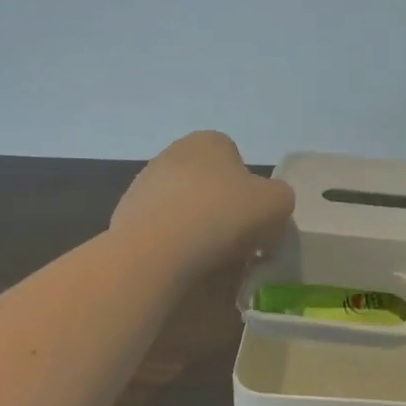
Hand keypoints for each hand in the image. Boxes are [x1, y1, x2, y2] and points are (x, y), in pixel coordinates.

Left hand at [112, 131, 295, 279]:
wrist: (155, 252)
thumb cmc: (221, 216)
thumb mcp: (277, 203)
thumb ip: (280, 198)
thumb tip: (267, 209)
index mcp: (209, 141)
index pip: (237, 160)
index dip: (250, 191)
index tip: (254, 219)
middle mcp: (173, 153)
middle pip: (209, 183)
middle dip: (222, 208)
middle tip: (236, 241)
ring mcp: (144, 184)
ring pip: (184, 207)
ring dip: (196, 227)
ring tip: (207, 258)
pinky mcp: (125, 216)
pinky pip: (161, 230)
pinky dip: (172, 244)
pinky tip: (180, 264)